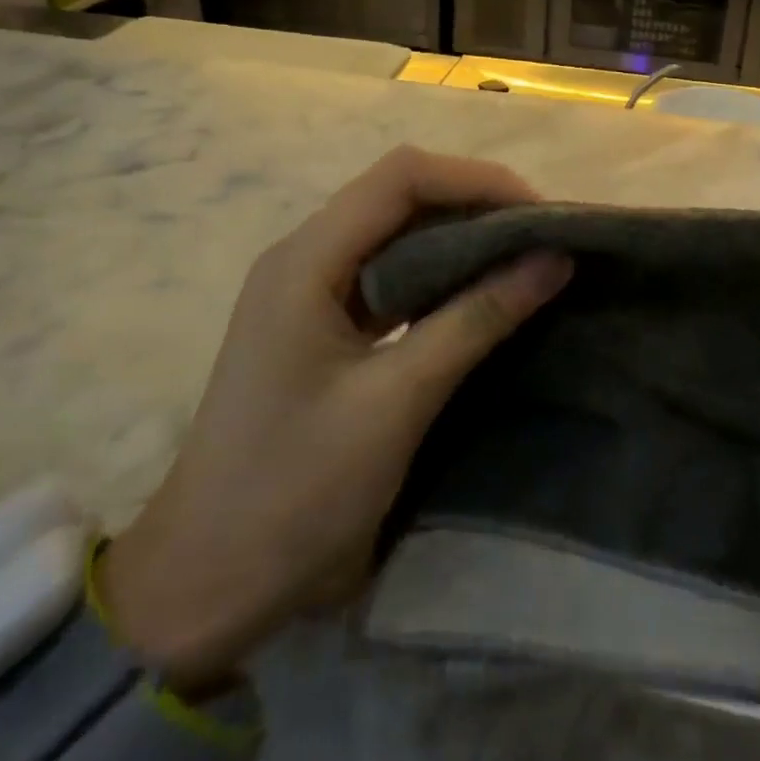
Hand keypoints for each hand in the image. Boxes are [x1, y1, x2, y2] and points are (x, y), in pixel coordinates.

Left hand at [99, 147, 571, 697]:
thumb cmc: (294, 492)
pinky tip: (478, 299)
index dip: (476, 181)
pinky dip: (437, 279)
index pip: (401, 177)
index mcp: (307, 259)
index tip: (540, 216)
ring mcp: (309, 292)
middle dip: (474, 206)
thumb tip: (553, 258)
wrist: (206, 583)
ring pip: (395, 236)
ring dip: (459, 241)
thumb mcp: (396, 402)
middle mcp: (304, 258)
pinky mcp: (320, 327)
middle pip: (399, 197)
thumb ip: (475, 320)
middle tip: (543, 240)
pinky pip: (387, 278)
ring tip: (524, 262)